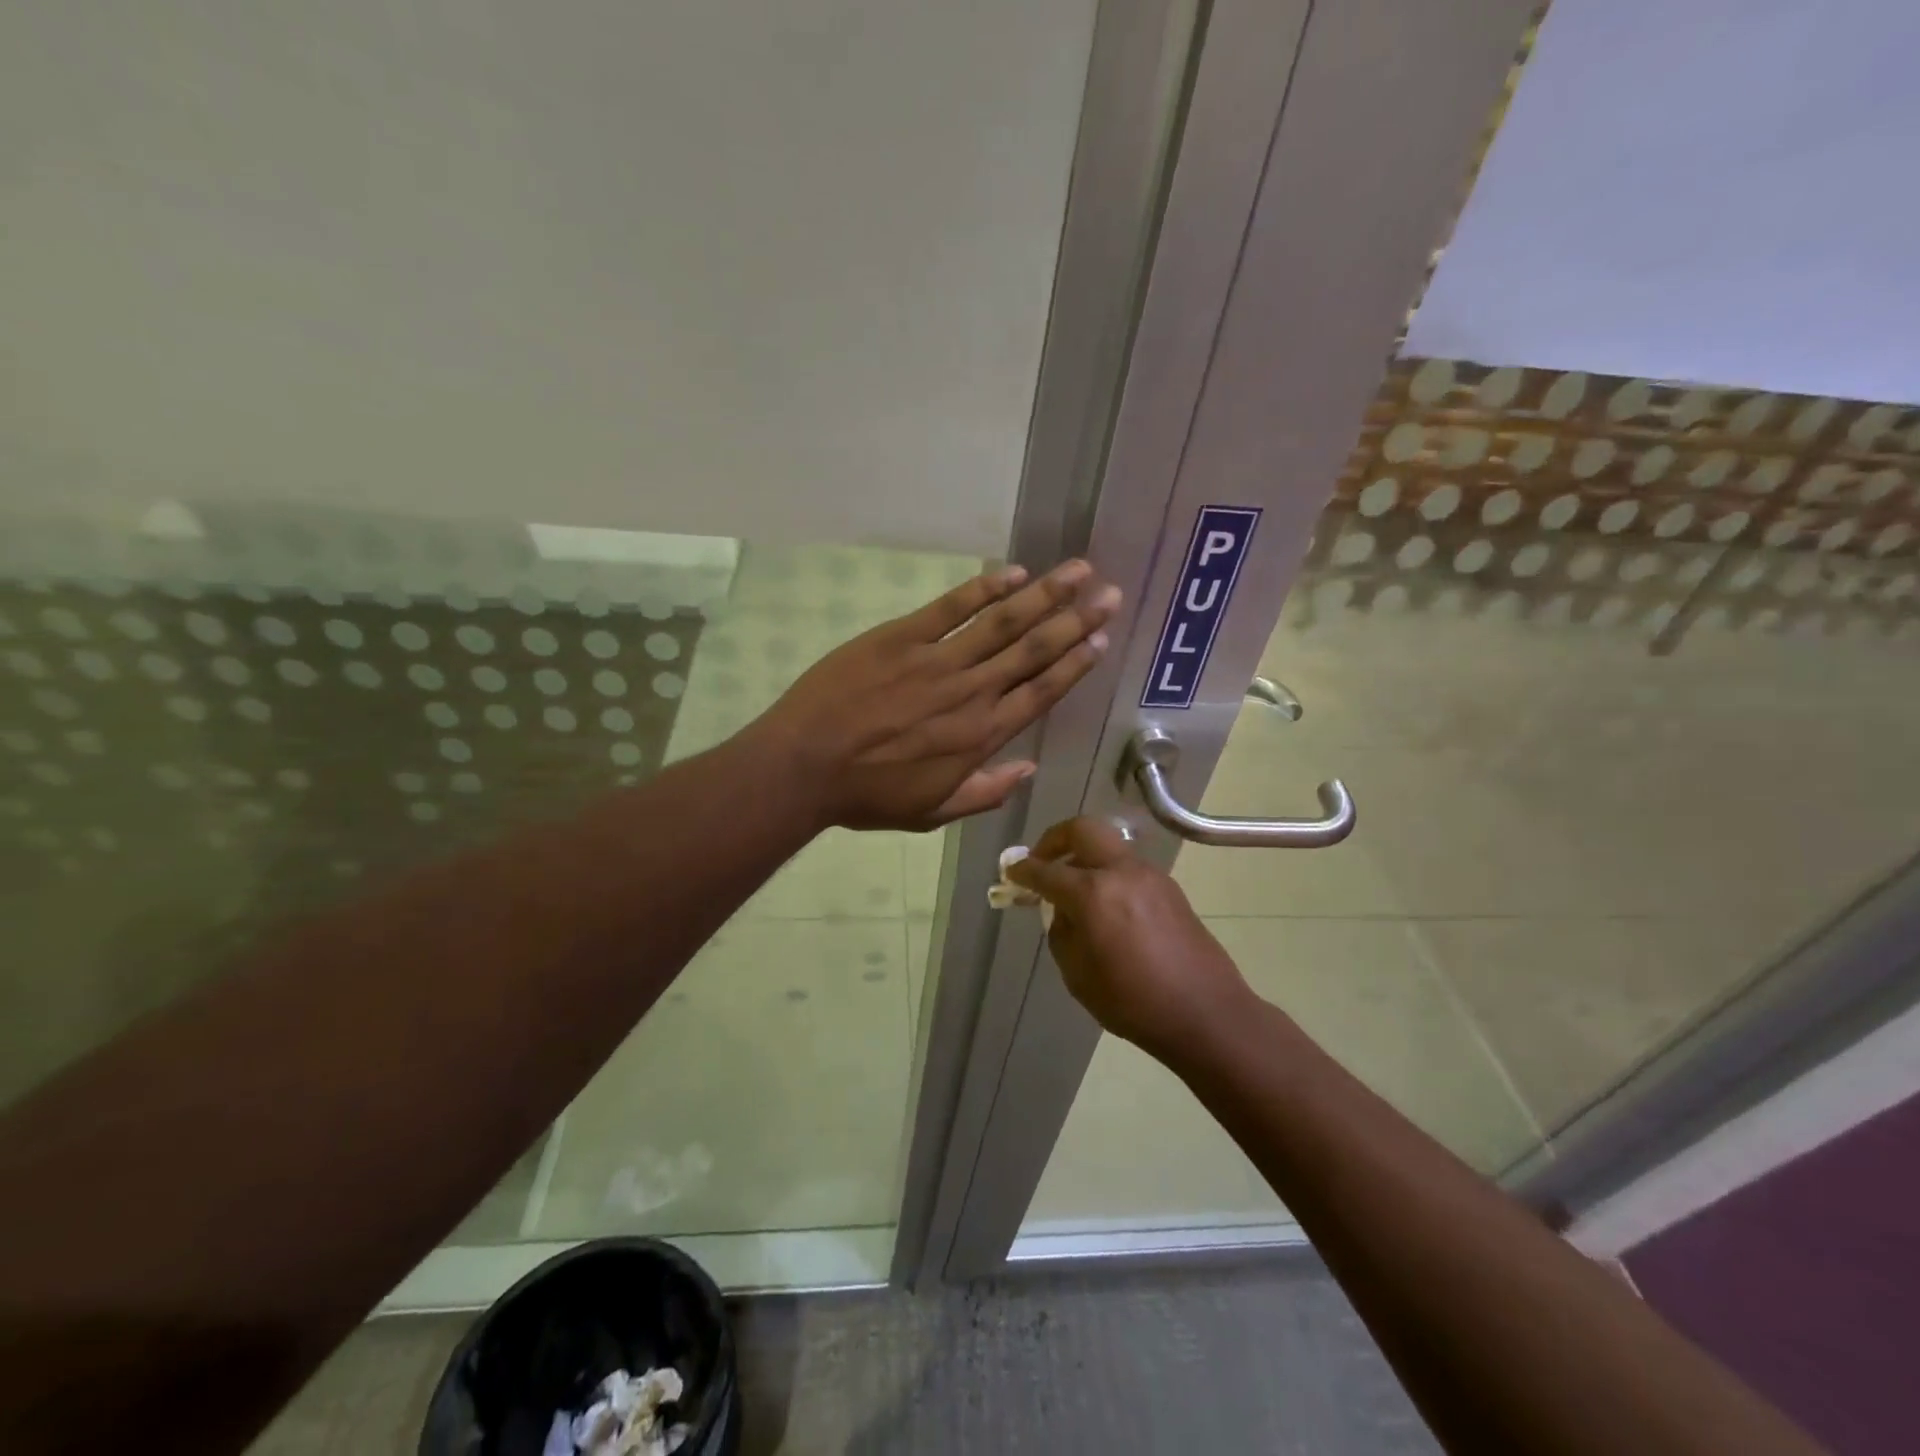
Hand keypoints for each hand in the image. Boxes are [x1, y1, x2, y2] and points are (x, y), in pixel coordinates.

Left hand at [752, 561, 1120, 830]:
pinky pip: (952, 607)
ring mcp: (937, 661)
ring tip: (1080, 571)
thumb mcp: (931, 812)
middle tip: (1110, 595)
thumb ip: (986, 792)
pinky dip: (985, 588)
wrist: (804, 766)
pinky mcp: (901, 637)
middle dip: (1076, 621)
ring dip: (1045, 594)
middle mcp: (970, 693)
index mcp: (980, 736)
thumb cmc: (867, 795)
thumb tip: (1029, 768)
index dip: (1074, 665)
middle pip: (1034, 651)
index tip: (1101, 641)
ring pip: (1003, 622)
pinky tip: (1014, 572)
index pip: (1041, 694)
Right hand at [1007, 817, 1253, 1061]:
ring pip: (1108, 846)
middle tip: (1043, 862)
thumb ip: (1063, 932)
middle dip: (1056, 840)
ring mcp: (1150, 876)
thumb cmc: (1134, 1003)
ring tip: (1074, 888)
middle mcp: (1122, 872)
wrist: (1206, 1013)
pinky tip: (1105, 905)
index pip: (1047, 871)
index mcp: (1094, 893)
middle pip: (1083, 830)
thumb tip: (1063, 910)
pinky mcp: (1169, 888)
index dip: (1024, 871)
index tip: (1011, 872)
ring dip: (1085, 856)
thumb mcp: (1079, 975)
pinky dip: (1108, 873)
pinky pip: (1128, 867)